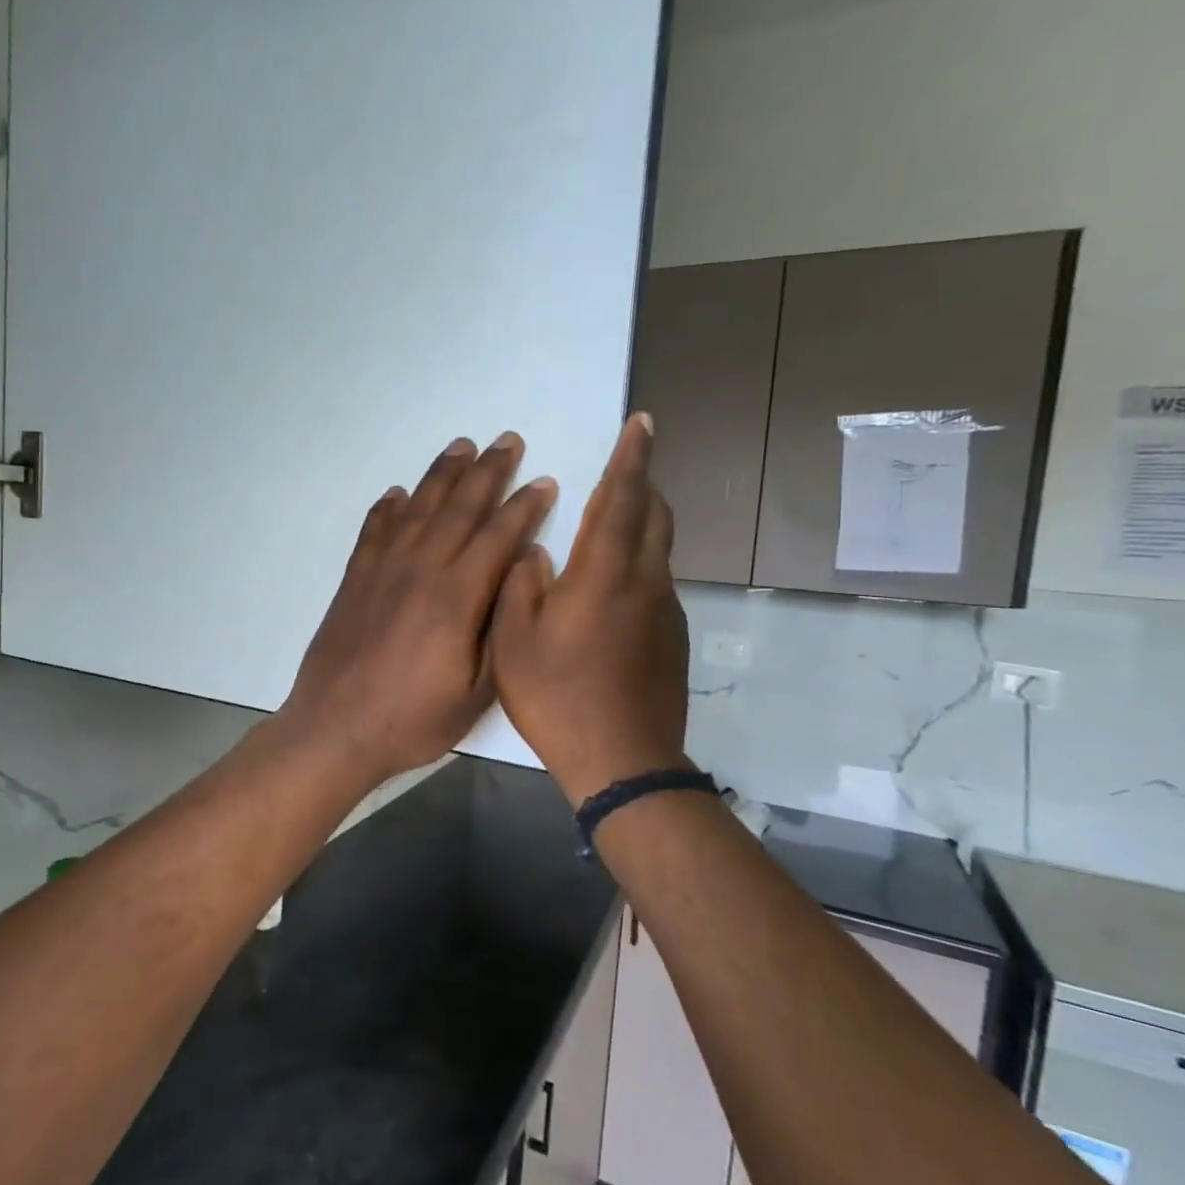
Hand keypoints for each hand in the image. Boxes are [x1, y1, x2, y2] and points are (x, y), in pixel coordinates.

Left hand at [279, 433, 556, 787]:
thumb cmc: (413, 719)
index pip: (498, 536)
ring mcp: (382, 571)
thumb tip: (517, 575)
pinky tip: (397, 493)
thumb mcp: (477, 691)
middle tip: (508, 440)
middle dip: (488, 472)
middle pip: (459, 508)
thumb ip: (500, 629)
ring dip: (442, 475)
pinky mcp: (355, 580)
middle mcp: (420, 570)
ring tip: (461, 447)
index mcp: (456, 596)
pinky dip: (387, 508)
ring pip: (418, 509)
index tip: (544, 481)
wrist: (336, 728)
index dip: (524, 506)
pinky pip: (374, 531)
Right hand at [492, 414, 691, 805]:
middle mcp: (644, 583)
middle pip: (654, 516)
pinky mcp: (670, 637)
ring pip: (658, 548)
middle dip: (641, 482)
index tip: (641, 423)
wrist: (622, 761)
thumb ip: (520, 585)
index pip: (623, 499)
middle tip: (623, 465)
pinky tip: (609, 586)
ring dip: (640, 521)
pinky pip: (655, 580)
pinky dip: (637, 560)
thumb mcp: (514, 641)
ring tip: (609, 518)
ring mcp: (664, 612)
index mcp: (604, 576)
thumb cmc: (557, 697)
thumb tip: (535, 552)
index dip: (631, 458)